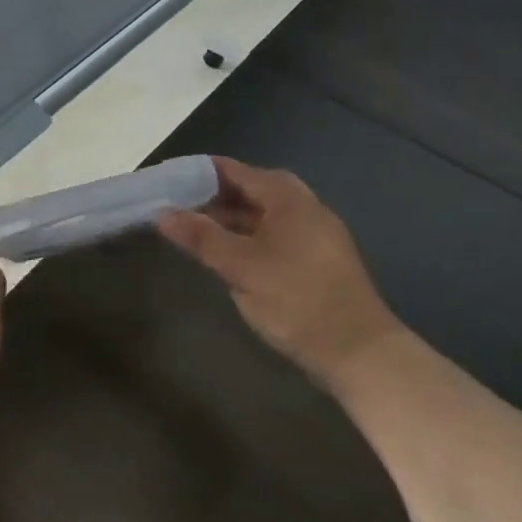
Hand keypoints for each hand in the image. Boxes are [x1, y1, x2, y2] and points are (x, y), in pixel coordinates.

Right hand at [157, 157, 400, 381]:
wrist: (358, 351)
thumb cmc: (295, 300)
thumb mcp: (241, 267)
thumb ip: (201, 237)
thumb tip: (162, 214)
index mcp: (287, 198)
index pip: (235, 171)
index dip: (199, 174)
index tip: (167, 181)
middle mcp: (304, 206)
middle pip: (250, 190)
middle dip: (212, 197)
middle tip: (175, 207)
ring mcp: (314, 233)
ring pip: (262, 215)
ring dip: (229, 219)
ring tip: (193, 230)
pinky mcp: (316, 259)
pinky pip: (273, 235)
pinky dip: (247, 237)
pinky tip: (228, 255)